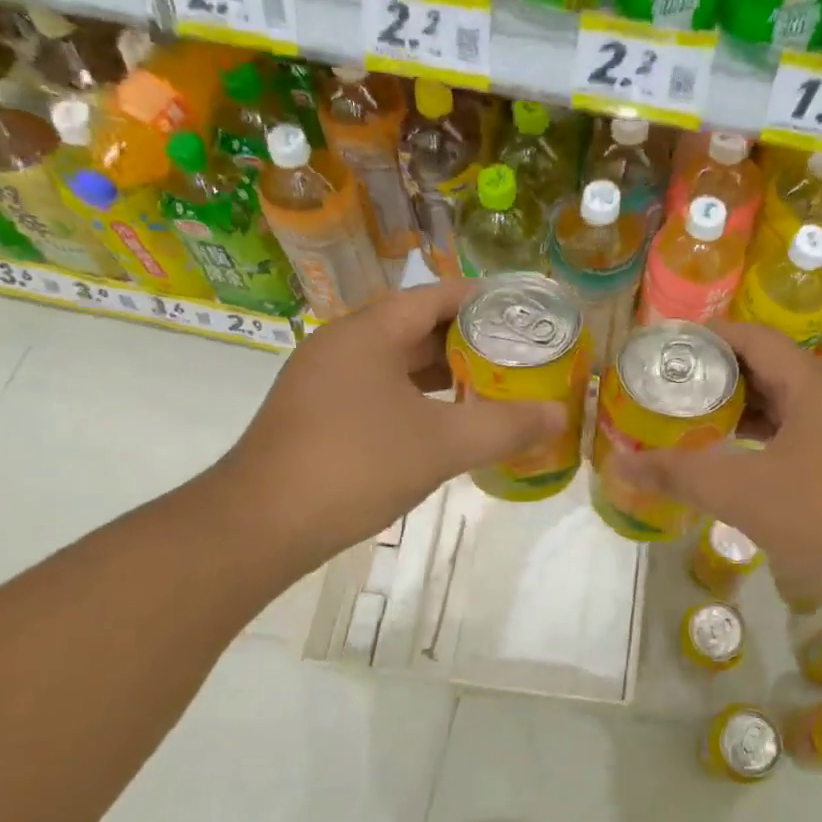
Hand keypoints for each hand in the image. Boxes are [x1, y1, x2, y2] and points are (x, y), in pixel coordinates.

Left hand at [214, 281, 564, 563]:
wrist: (260, 525)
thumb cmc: (355, 466)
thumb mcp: (442, 445)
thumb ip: (505, 426)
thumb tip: (560, 414)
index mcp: (368, 332)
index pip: (435, 295)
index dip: (483, 300)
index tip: (525, 314)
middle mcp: (342, 345)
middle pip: (416, 327)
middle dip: (469, 339)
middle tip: (518, 354)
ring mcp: (325, 381)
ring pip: (396, 363)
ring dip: (443, 372)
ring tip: (492, 386)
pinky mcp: (318, 415)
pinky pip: (378, 391)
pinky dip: (416, 399)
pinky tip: (444, 423)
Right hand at [613, 321, 821, 613]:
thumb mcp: (742, 493)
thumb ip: (677, 474)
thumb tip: (617, 464)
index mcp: (812, 384)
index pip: (751, 336)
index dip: (704, 337)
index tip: (662, 352)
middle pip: (765, 367)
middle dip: (714, 376)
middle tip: (665, 391)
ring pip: (782, 405)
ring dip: (737, 410)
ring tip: (688, 422)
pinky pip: (796, 435)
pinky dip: (760, 439)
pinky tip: (732, 461)